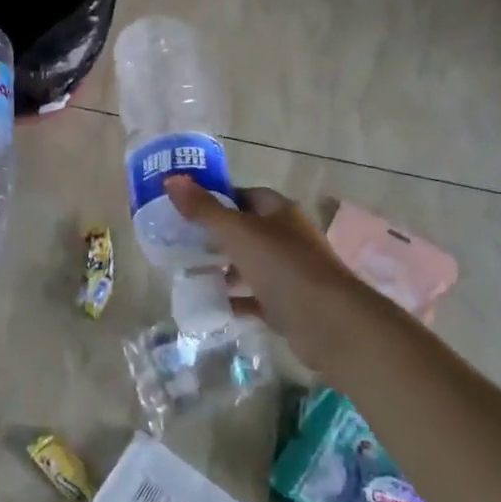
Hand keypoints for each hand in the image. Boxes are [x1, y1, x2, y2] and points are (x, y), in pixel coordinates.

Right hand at [164, 175, 381, 368]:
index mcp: (279, 211)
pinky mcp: (289, 304)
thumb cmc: (283, 266)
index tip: (186, 209)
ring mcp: (290, 271)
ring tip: (191, 272)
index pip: (244, 195)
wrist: (329, 322)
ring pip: (250, 264)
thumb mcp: (237, 232)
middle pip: (246, 230)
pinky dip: (235, 299)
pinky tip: (212, 303)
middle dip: (216, 236)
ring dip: (224, 268)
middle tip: (182, 242)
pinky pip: (255, 297)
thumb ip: (204, 209)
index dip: (216, 199)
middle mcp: (287, 237)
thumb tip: (171, 179)